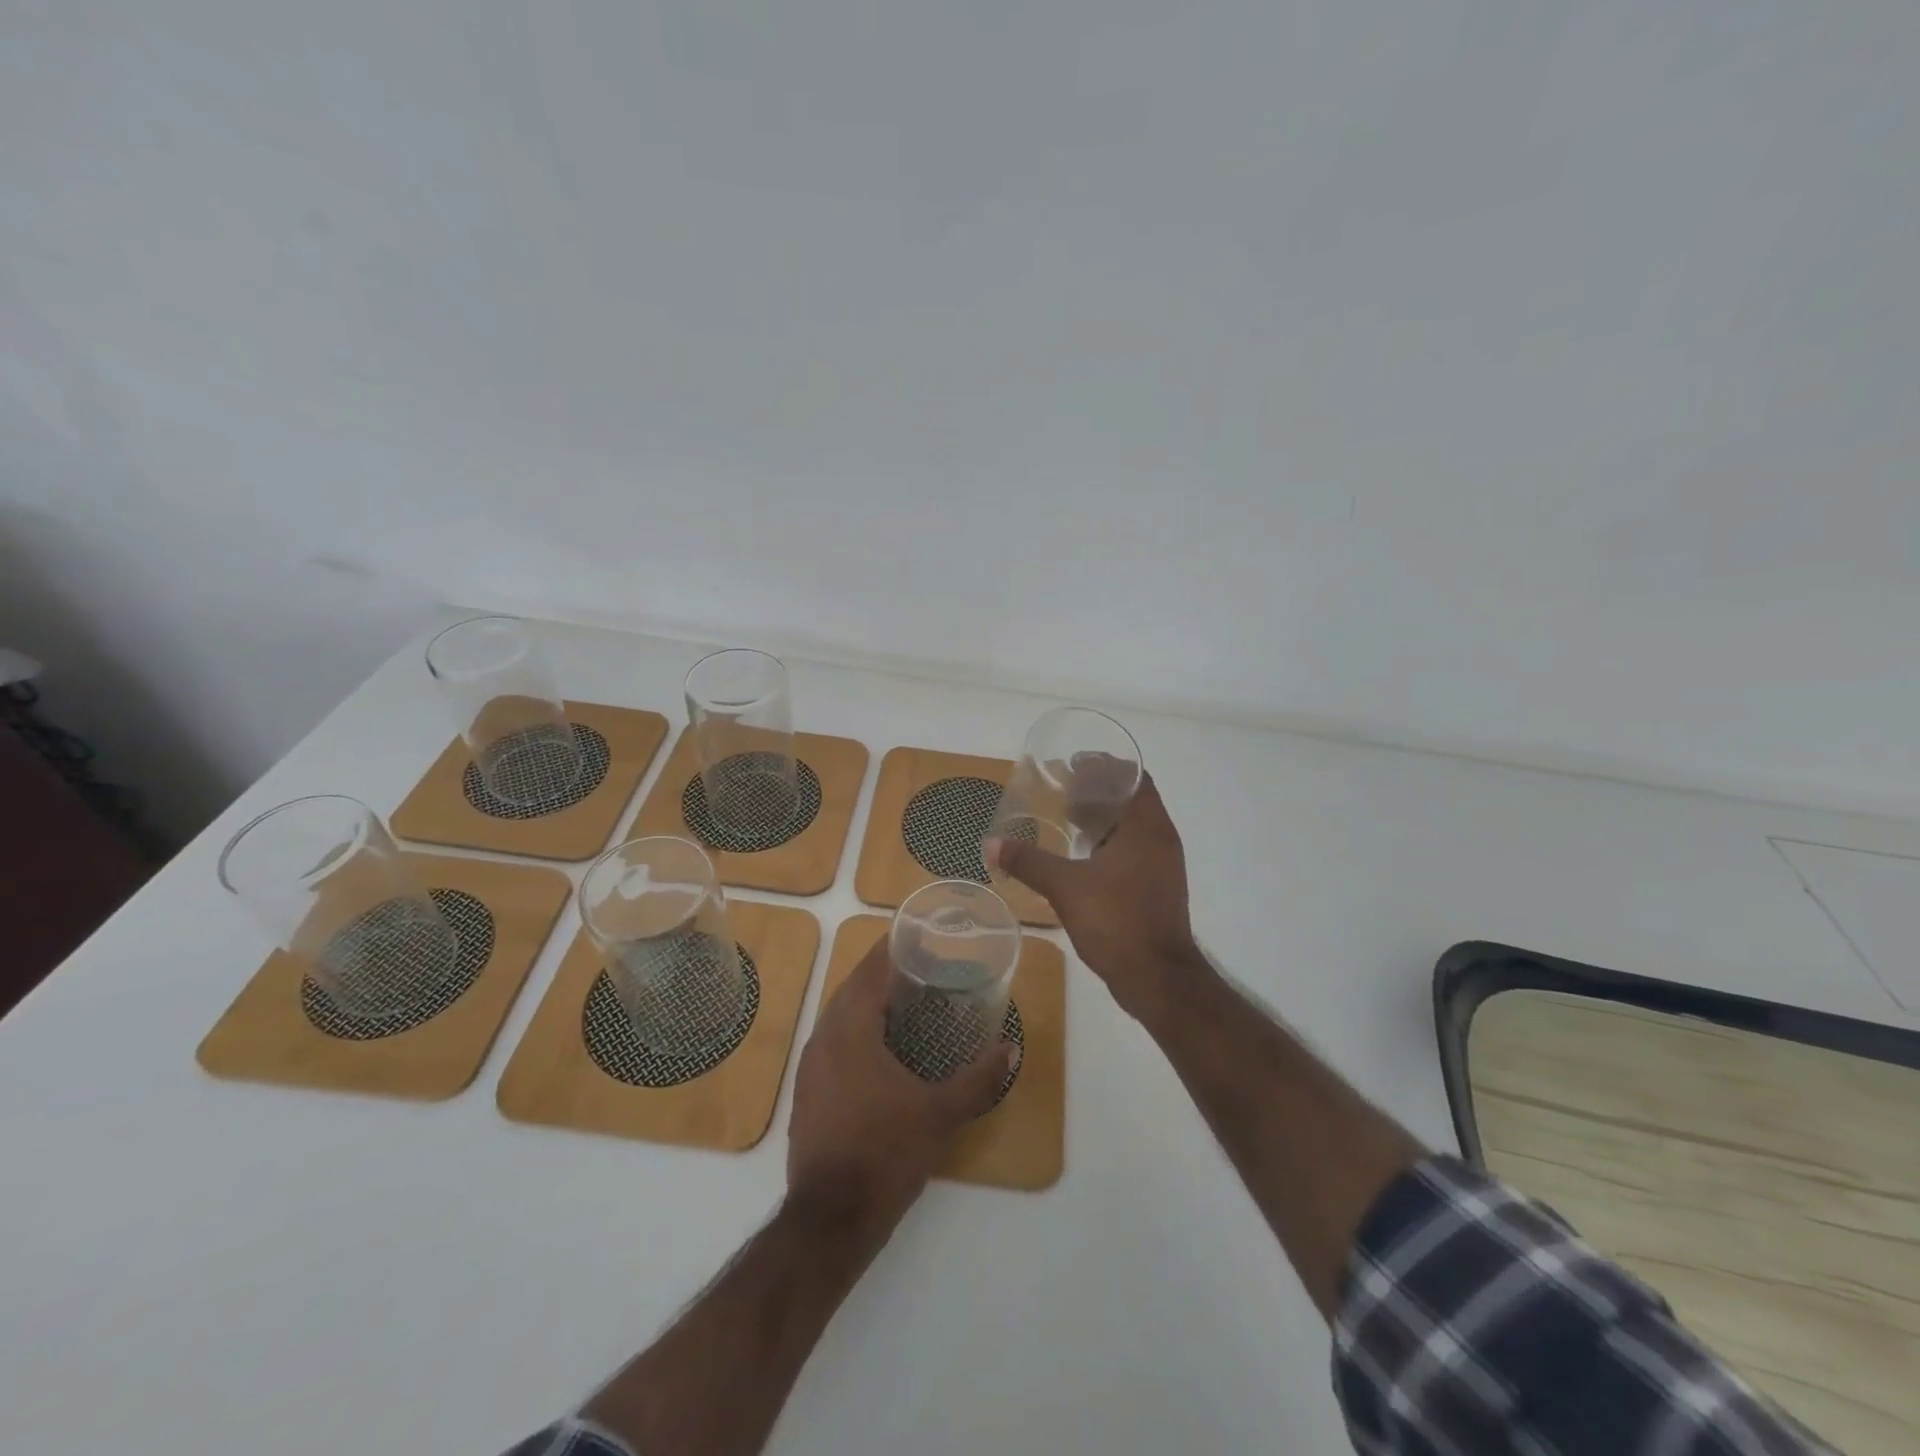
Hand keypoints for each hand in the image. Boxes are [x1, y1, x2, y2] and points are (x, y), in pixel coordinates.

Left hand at [786, 936, 1019, 1238]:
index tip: (919, 935)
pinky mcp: (807, 1092)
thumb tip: (1010, 1049)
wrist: (829, 1220)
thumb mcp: (939, 1114)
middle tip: (922, 968)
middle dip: (884, 973)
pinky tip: (881, 1050)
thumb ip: (978, 1079)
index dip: (893, 947)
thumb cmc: (885, 1153)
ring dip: (868, 1002)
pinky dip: (856, 1031)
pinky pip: (832, 1042)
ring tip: (906, 1002)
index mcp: (850, 1029)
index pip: (870, 969)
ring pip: (839, 1016)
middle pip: (852, 988)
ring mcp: (810, 1066)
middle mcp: (823, 1037)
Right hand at [987, 772, 1200, 1022]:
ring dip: (1104, 816)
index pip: (1133, 777)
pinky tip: (1083, 854)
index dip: (1104, 765)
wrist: (1158, 979)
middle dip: (1098, 789)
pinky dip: (1109, 841)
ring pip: (1133, 826)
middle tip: (1062, 786)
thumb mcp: (1066, 888)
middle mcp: (1160, 839)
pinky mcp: (1157, 887)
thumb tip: (991, 844)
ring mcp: (1162, 865)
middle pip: (1132, 798)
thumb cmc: (1117, 921)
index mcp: (1146, 827)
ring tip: (1068, 816)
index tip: (1073, 763)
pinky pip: (1133, 849)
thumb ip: (1029, 862)